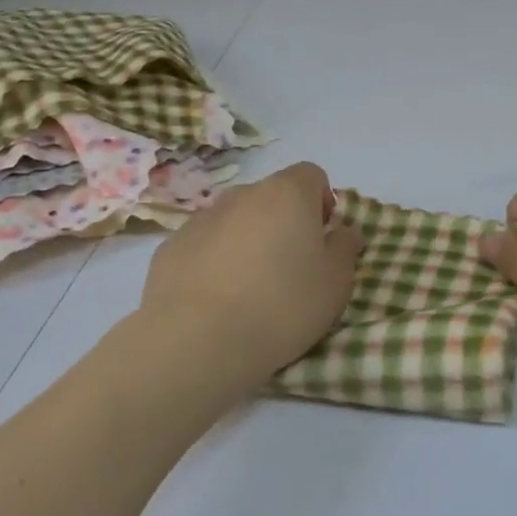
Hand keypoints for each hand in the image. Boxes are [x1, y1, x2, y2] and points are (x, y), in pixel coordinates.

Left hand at [141, 161, 363, 389]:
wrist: (197, 340)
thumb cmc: (281, 306)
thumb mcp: (335, 284)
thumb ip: (345, 249)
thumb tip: (344, 231)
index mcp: (287, 194)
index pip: (312, 175)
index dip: (322, 202)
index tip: (322, 239)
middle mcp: (243, 195)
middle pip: (271, 197)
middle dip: (284, 223)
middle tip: (290, 269)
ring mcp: (202, 218)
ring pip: (236, 220)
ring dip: (248, 241)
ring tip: (250, 289)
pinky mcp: (171, 246)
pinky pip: (205, 245)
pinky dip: (215, 261)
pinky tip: (216, 300)